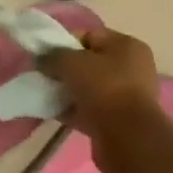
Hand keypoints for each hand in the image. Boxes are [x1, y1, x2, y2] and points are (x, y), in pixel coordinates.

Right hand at [38, 28, 165, 172]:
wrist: (127, 137)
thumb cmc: (104, 88)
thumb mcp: (72, 62)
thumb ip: (53, 56)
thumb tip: (41, 59)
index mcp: (127, 46)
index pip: (90, 35)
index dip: (64, 42)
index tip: (45, 54)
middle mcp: (132, 68)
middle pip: (89, 63)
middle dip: (65, 69)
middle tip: (44, 76)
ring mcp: (127, 96)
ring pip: (89, 88)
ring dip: (67, 91)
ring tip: (45, 95)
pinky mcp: (119, 121)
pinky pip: (89, 110)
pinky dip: (72, 110)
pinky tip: (52, 113)